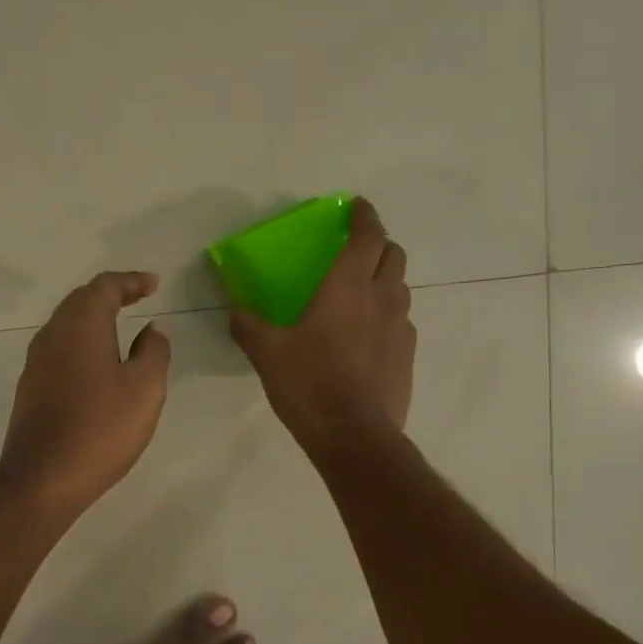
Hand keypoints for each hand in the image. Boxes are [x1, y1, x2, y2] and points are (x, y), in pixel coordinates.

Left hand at [0, 271, 171, 511]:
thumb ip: (154, 351)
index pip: (105, 287)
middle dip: (111, 295)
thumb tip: (153, 329)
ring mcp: (36, 362)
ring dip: (94, 319)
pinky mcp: (30, 388)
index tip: (154, 284)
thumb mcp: (145, 388)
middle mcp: (52, 334)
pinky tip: (96, 364)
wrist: (43, 478)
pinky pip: (59, 350)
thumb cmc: (101, 428)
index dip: (131, 281)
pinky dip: (82, 344)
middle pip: (81, 301)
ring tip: (120, 326)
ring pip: (67, 325)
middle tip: (138, 297)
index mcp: (81, 325)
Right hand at [230, 198, 414, 448]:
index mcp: (348, 286)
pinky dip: (387, 317)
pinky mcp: (408, 357)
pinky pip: (401, 323)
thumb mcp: (267, 354)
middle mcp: (383, 298)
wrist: (354, 436)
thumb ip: (248, 325)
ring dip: (384, 281)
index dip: (364, 216)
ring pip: (400, 289)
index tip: (356, 207)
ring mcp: (402, 328)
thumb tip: (234, 309)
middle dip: (377, 245)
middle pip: (393, 255)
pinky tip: (366, 339)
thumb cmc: (309, 384)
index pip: (367, 235)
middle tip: (355, 253)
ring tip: (360, 296)